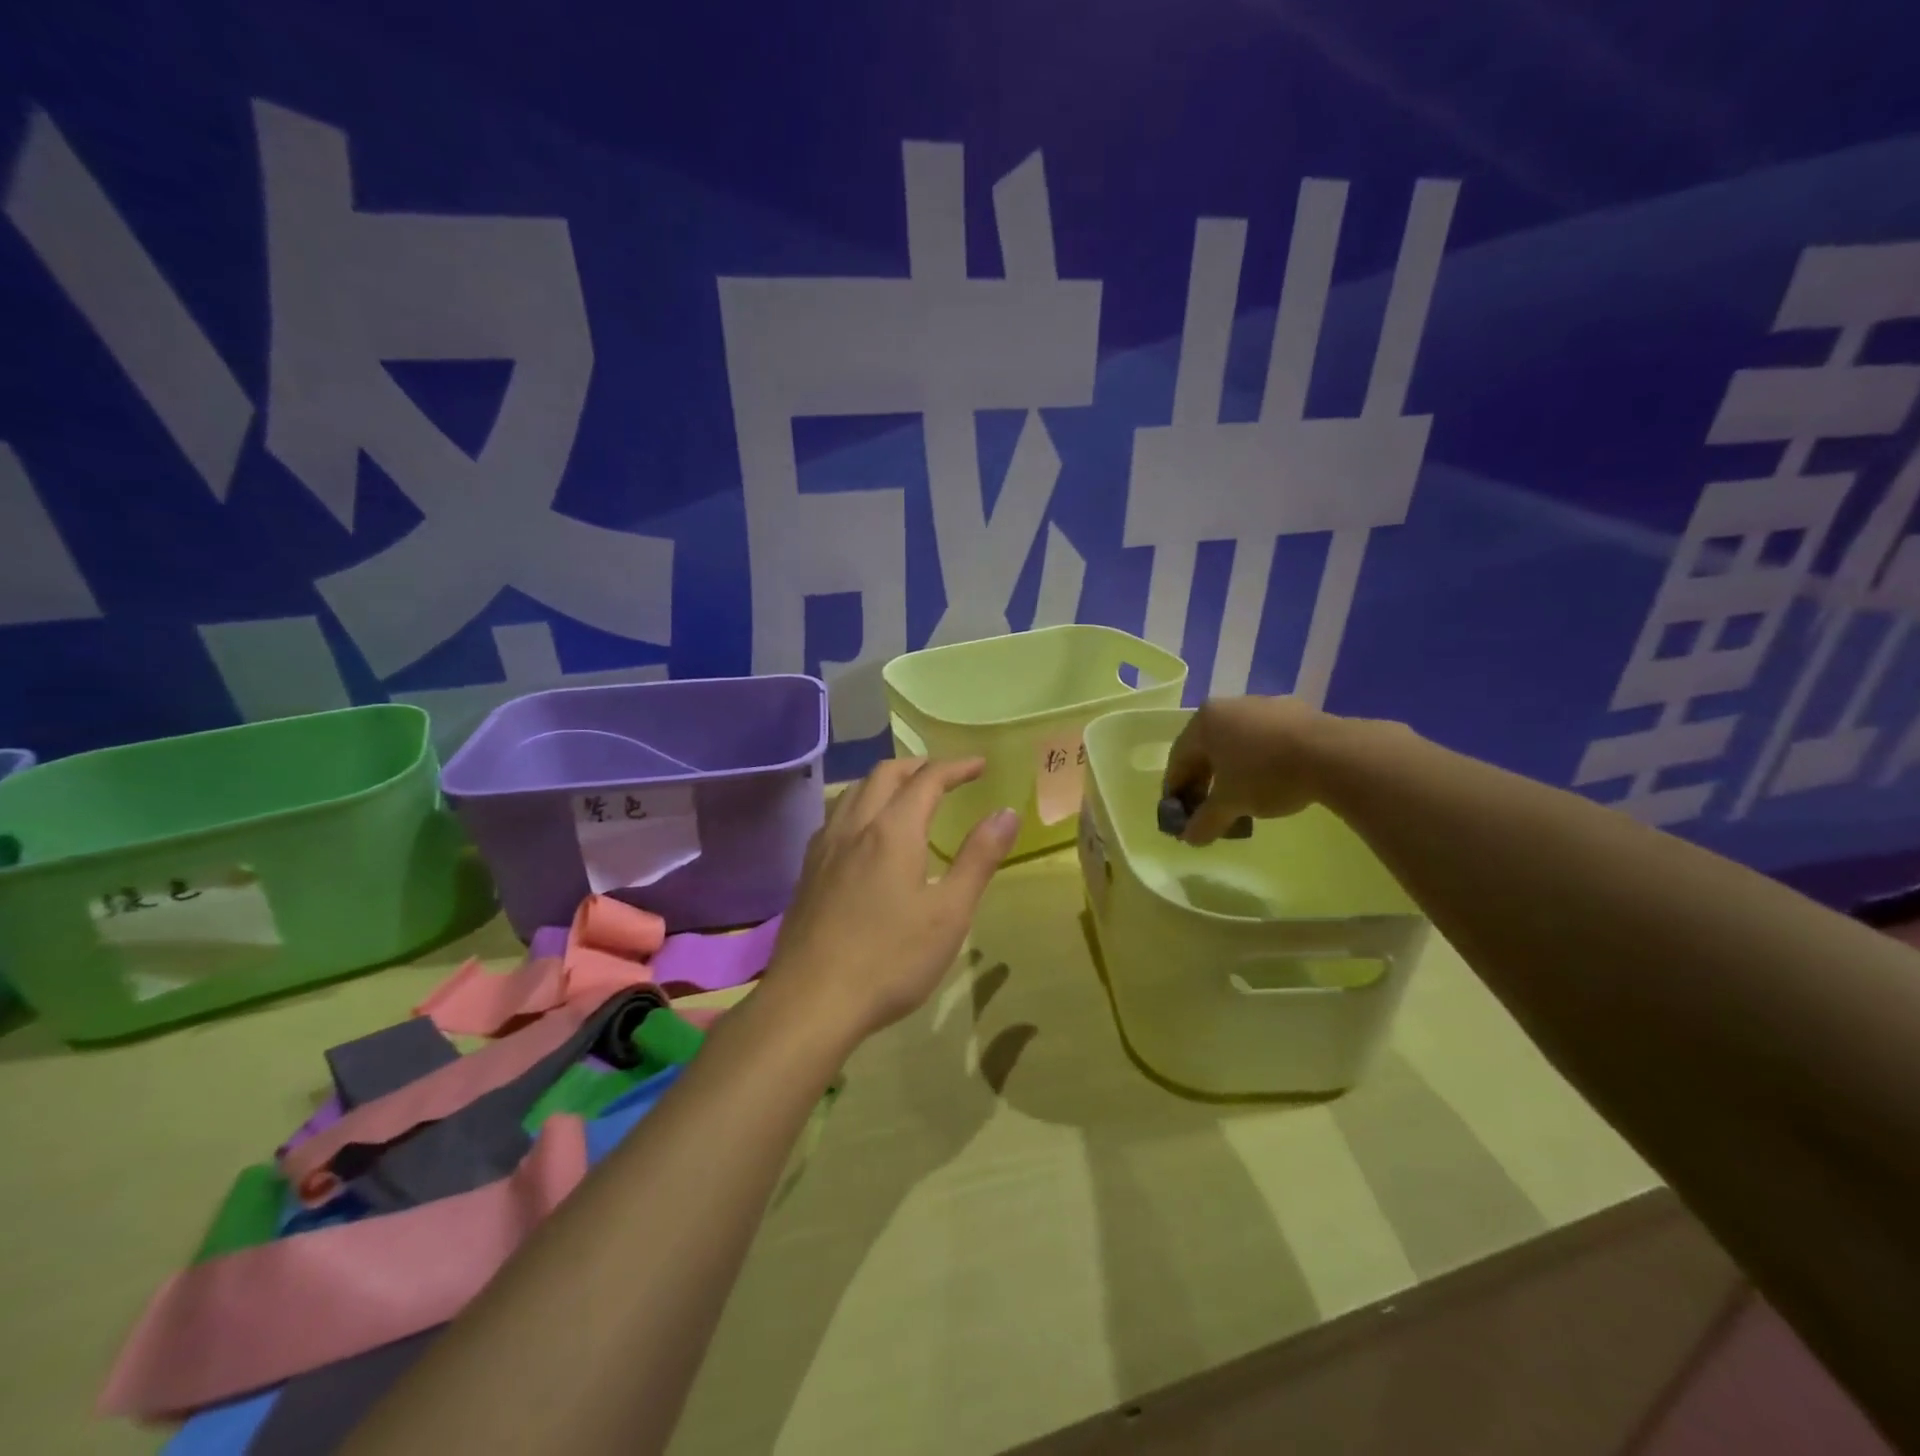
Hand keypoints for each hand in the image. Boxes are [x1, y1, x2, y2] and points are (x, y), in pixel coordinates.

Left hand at [767, 758, 1019, 1042]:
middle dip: (919, 766)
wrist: (811, 1001)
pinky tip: (865, 833)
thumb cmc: (890, 959)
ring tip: (907, 795)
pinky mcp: (808, 871)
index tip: (980, 765)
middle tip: (947, 775)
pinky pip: (836, 816)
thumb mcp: (949, 913)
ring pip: (854, 791)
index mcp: (893, 831)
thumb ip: (978, 858)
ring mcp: (825, 847)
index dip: (956, 767)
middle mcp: (855, 826)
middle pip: (885, 774)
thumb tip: (1005, 812)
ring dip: (886, 781)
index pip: (927, 779)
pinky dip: (860, 804)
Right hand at [1164, 696, 1328, 844]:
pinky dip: (1260, 762)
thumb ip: (1205, 821)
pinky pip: (1266, 740)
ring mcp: (1265, 705)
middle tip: (1208, 810)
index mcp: (1204, 721)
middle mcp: (1229, 706)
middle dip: (1204, 783)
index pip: (1178, 759)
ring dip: (1232, 773)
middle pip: (1207, 749)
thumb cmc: (1266, 774)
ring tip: (1242, 800)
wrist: (1334, 755)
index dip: (1175, 791)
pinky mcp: (1296, 711)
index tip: (1180, 815)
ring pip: (1237, 744)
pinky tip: (1272, 783)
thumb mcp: (1230, 804)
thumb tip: (1189, 838)